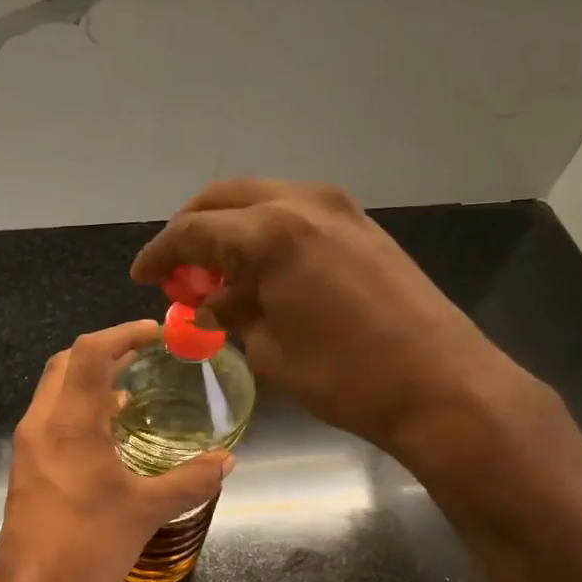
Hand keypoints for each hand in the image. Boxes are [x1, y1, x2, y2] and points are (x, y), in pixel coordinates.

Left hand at [0, 320, 232, 581]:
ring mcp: (28, 445)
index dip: (123, 333)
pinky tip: (108, 432)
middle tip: (144, 356)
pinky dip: (79, 407)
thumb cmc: (90, 546)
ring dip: (90, 379)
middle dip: (105, 350)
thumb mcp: (148, 510)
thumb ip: (192, 480)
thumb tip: (227, 461)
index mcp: (70, 423)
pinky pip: (51, 416)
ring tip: (131, 390)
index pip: (90, 353)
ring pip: (55, 389)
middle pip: (67, 362)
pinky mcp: (26, 466)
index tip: (156, 333)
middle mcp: (41, 423)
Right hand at [131, 180, 545, 464]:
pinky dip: (266, 235)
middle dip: (192, 231)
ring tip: (216, 276)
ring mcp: (338, 208)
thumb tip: (207, 305)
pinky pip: (295, 215)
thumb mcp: (270, 351)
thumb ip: (230, 316)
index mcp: (270, 232)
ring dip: (230, 231)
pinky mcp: (362, 225)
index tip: (141, 276)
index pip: (193, 231)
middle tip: (176, 271)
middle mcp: (302, 202)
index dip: (160, 254)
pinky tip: (261, 273)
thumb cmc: (345, 376)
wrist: (441, 383)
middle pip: (224, 198)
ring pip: (261, 200)